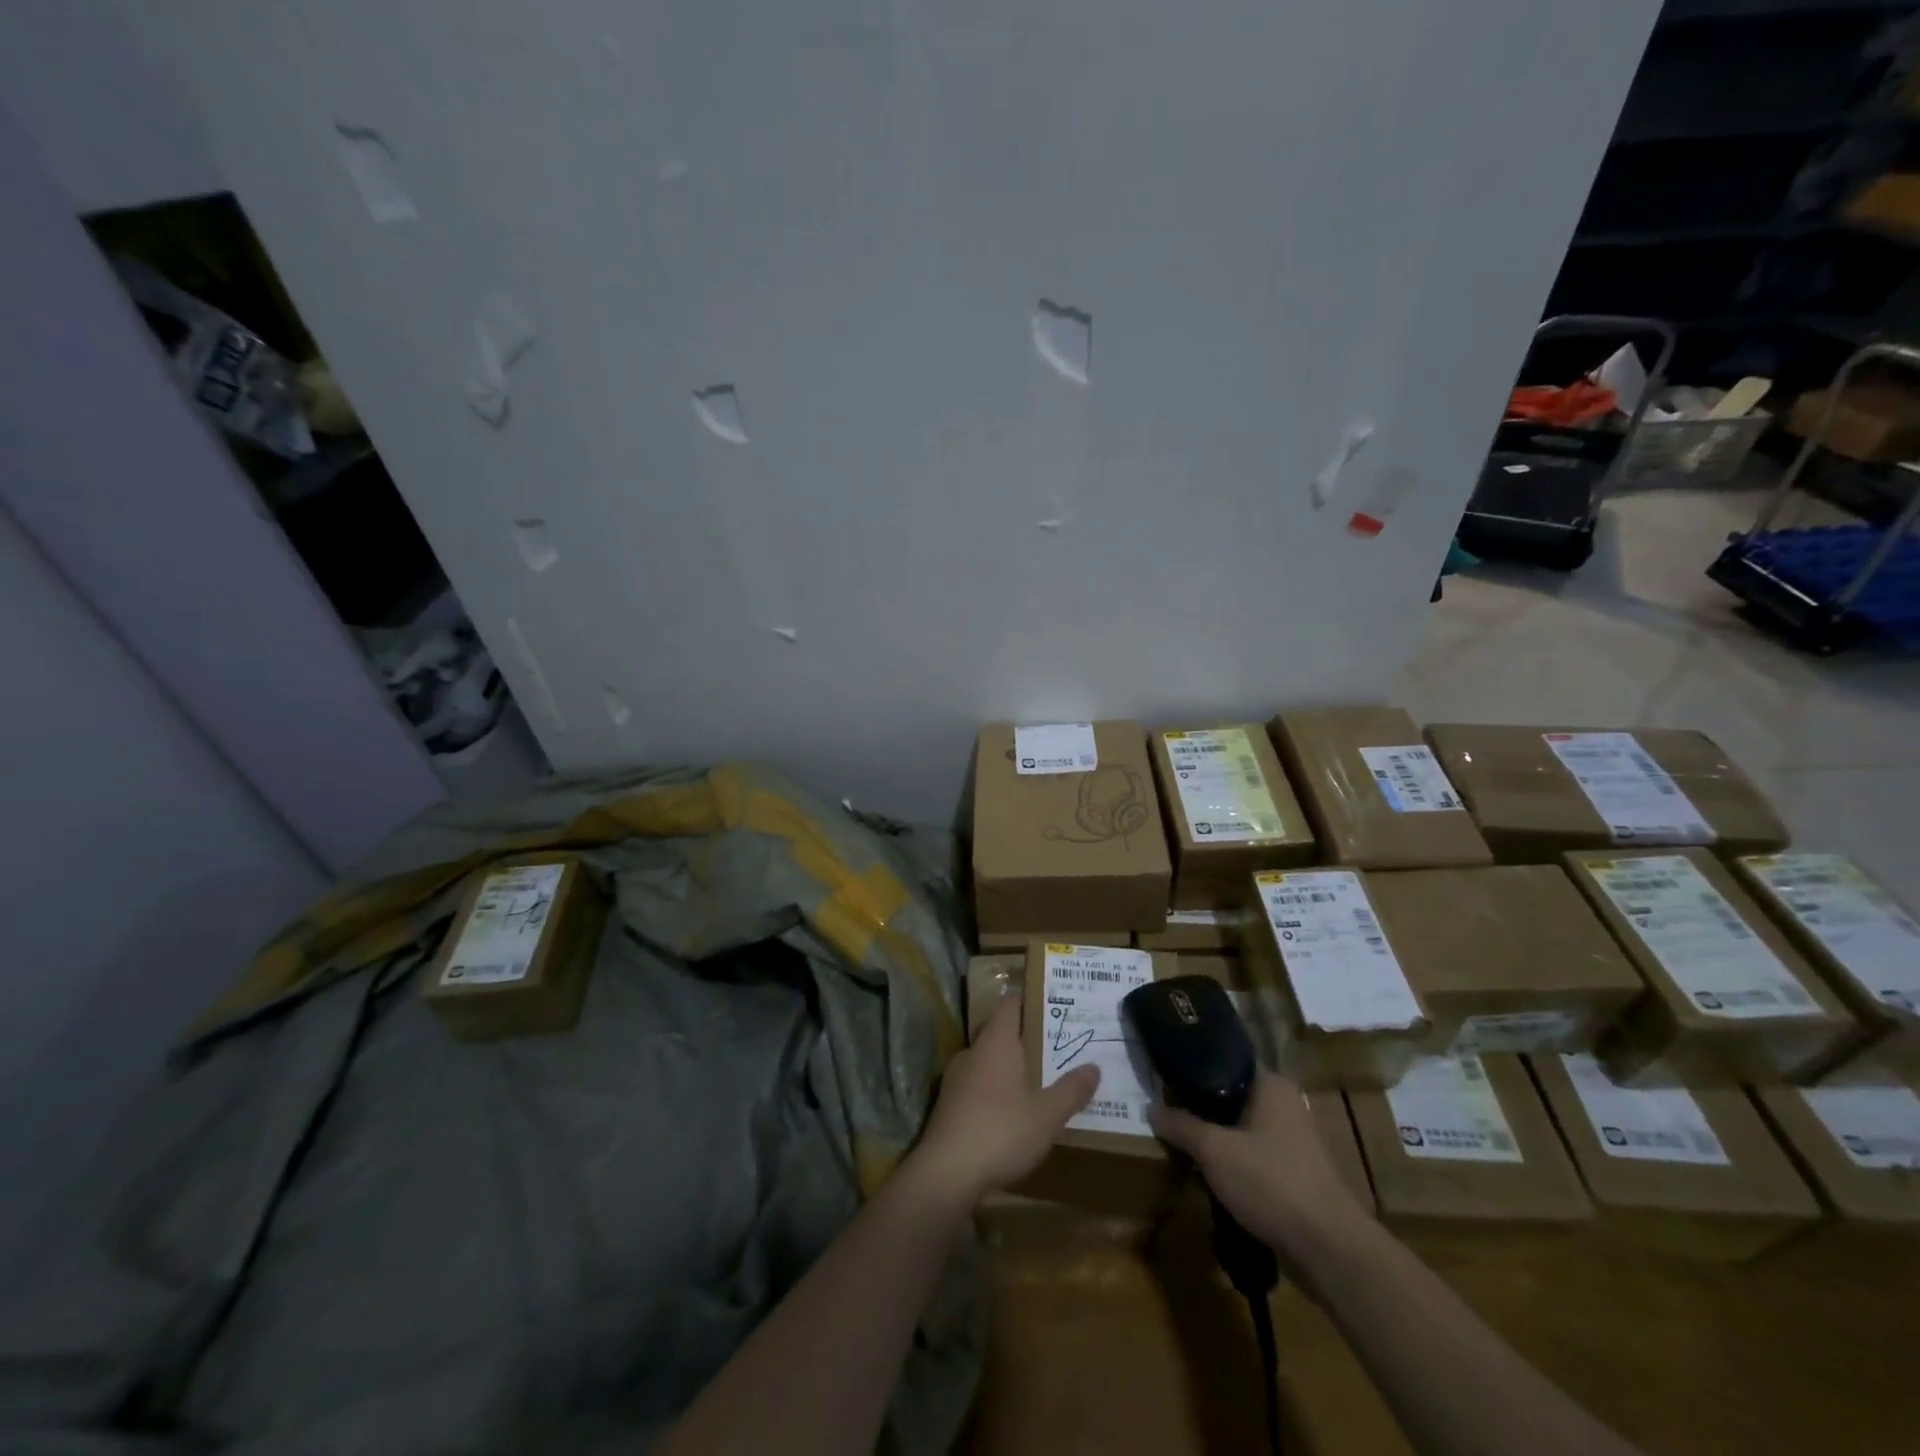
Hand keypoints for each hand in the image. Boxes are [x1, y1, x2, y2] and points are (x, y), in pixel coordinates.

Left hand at [908, 994, 1099, 1205]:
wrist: (946, 1173)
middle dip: (1027, 1038)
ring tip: (1040, 1080)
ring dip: (1011, 1067)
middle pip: (1000, 1032)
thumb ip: (1071, 1090)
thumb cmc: (1001, 1131)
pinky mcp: (948, 1105)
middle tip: (1057, 1047)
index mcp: (996, 1041)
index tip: (1055, 1006)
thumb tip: (1094, 1067)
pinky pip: (978, 1086)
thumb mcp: (1047, 1114)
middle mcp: (973, 1051)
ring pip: (988, 1061)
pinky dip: (996, 1091)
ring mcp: (956, 1078)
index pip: (1010, 1004)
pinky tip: (1013, 1113)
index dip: (1031, 1001)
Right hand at [1149, 1070, 1369, 1258]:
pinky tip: (1210, 1177)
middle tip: (1168, 1116)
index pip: (1225, 1062)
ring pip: (1242, 1130)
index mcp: (1271, 1085)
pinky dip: (1233, 1163)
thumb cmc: (1271, 1182)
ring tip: (1183, 1147)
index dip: (1193, 1070)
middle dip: (1201, 1110)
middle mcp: (1286, 1105)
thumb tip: (1150, 1107)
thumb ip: (1181, 1125)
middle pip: (1231, 1098)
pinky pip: (1254, 1157)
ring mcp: (1294, 1142)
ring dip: (1216, 1140)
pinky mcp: (1296, 1175)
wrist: (1330, 1249)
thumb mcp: (1214, 1150)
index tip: (1165, 1080)